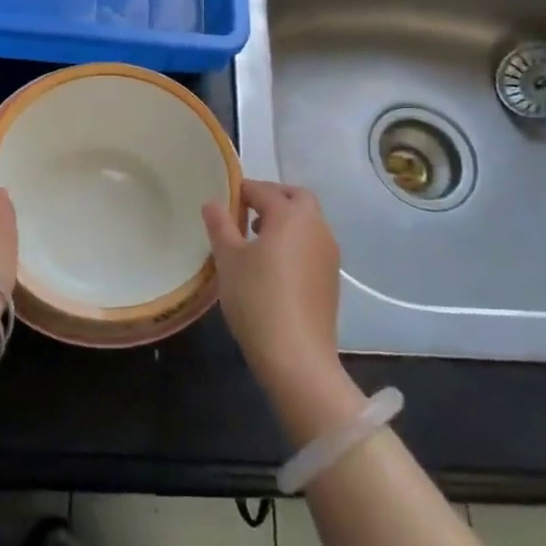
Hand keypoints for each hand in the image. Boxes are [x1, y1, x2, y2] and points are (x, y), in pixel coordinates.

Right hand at [203, 181, 343, 396]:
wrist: (297, 355)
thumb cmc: (256, 299)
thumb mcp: (228, 260)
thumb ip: (220, 226)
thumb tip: (213, 203)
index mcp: (290, 215)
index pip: (263, 190)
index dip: (241, 191)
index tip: (223, 202)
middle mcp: (316, 226)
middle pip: (296, 197)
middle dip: (272, 197)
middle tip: (246, 212)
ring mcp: (329, 253)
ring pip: (308, 221)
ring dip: (286, 220)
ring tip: (257, 240)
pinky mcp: (332, 277)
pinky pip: (312, 244)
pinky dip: (295, 241)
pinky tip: (275, 266)